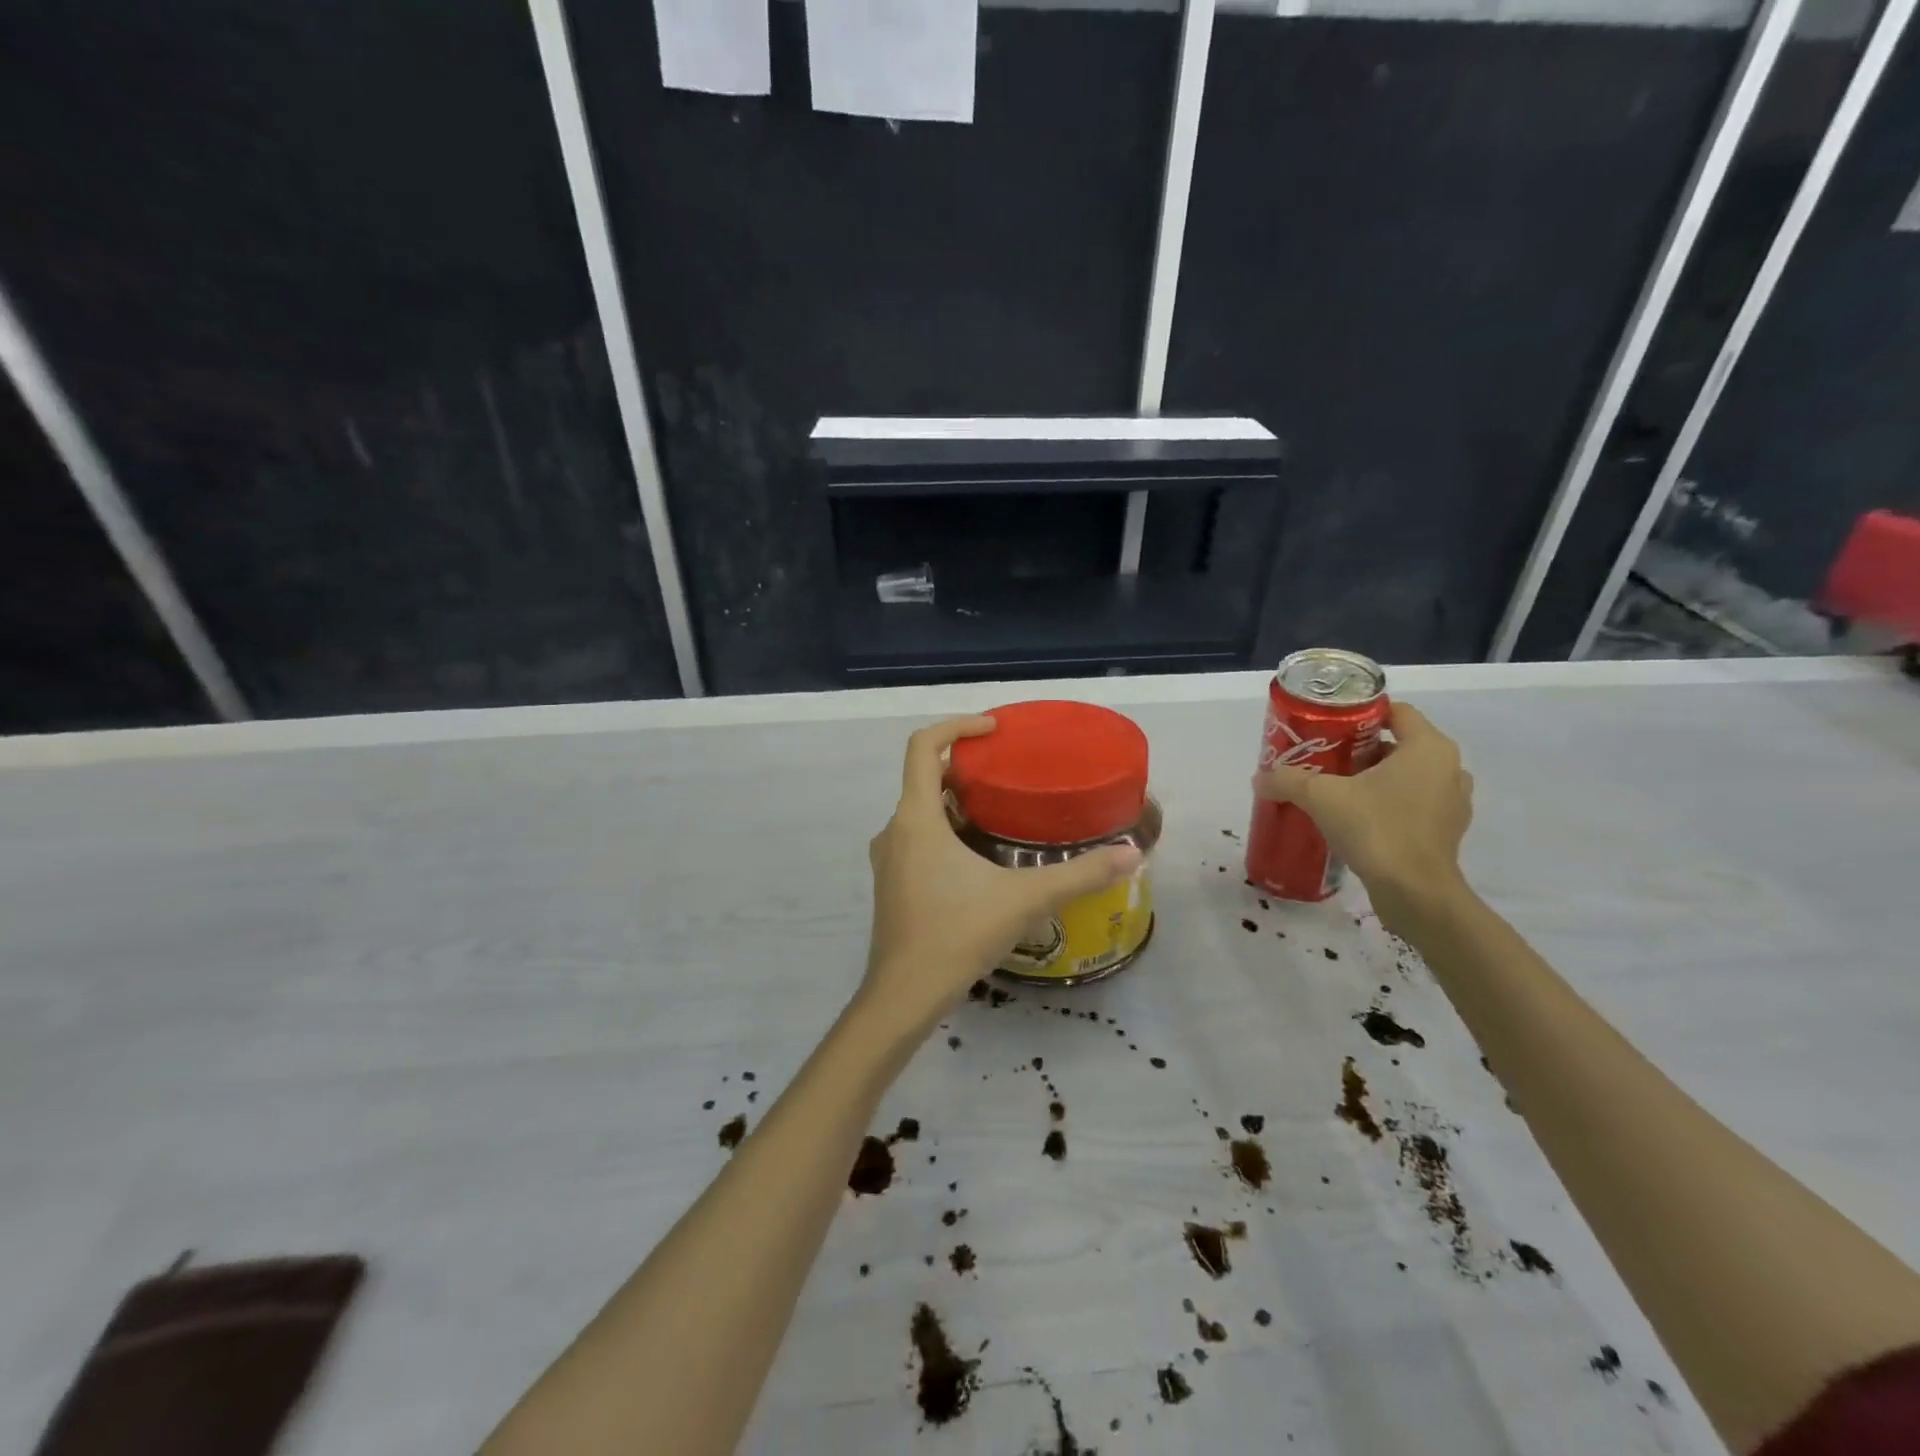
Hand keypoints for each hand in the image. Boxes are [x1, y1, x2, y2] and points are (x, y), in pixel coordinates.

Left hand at [861, 716, 1142, 1030]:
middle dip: (965, 769)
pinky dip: (944, 832)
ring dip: (955, 804)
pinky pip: (917, 840)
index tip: (994, 730)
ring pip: (920, 812)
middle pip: (924, 778)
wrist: (904, 996)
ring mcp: (888, 859)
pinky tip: (980, 859)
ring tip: (1002, 813)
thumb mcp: (1024, 900)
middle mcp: (894, 829)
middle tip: (1009, 775)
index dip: (956, 726)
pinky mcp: (891, 884)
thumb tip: (1133, 855)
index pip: (923, 746)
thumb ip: (1080, 875)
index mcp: (916, 818)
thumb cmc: (957, 934)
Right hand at [1254, 701, 1472, 924]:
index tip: (1331, 728)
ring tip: (1340, 791)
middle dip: (1362, 750)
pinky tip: (1359, 820)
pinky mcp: (1447, 832)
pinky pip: (1415, 805)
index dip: (1362, 715)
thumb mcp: (1321, 798)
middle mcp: (1449, 769)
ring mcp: (1453, 802)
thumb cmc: (1376, 828)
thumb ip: (1288, 781)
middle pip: (1400, 745)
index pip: (1397, 712)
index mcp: (1428, 748)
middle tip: (1326, 761)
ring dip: (1377, 779)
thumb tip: (1260, 778)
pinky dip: (1390, 805)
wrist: (1415, 893)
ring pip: (1409, 776)